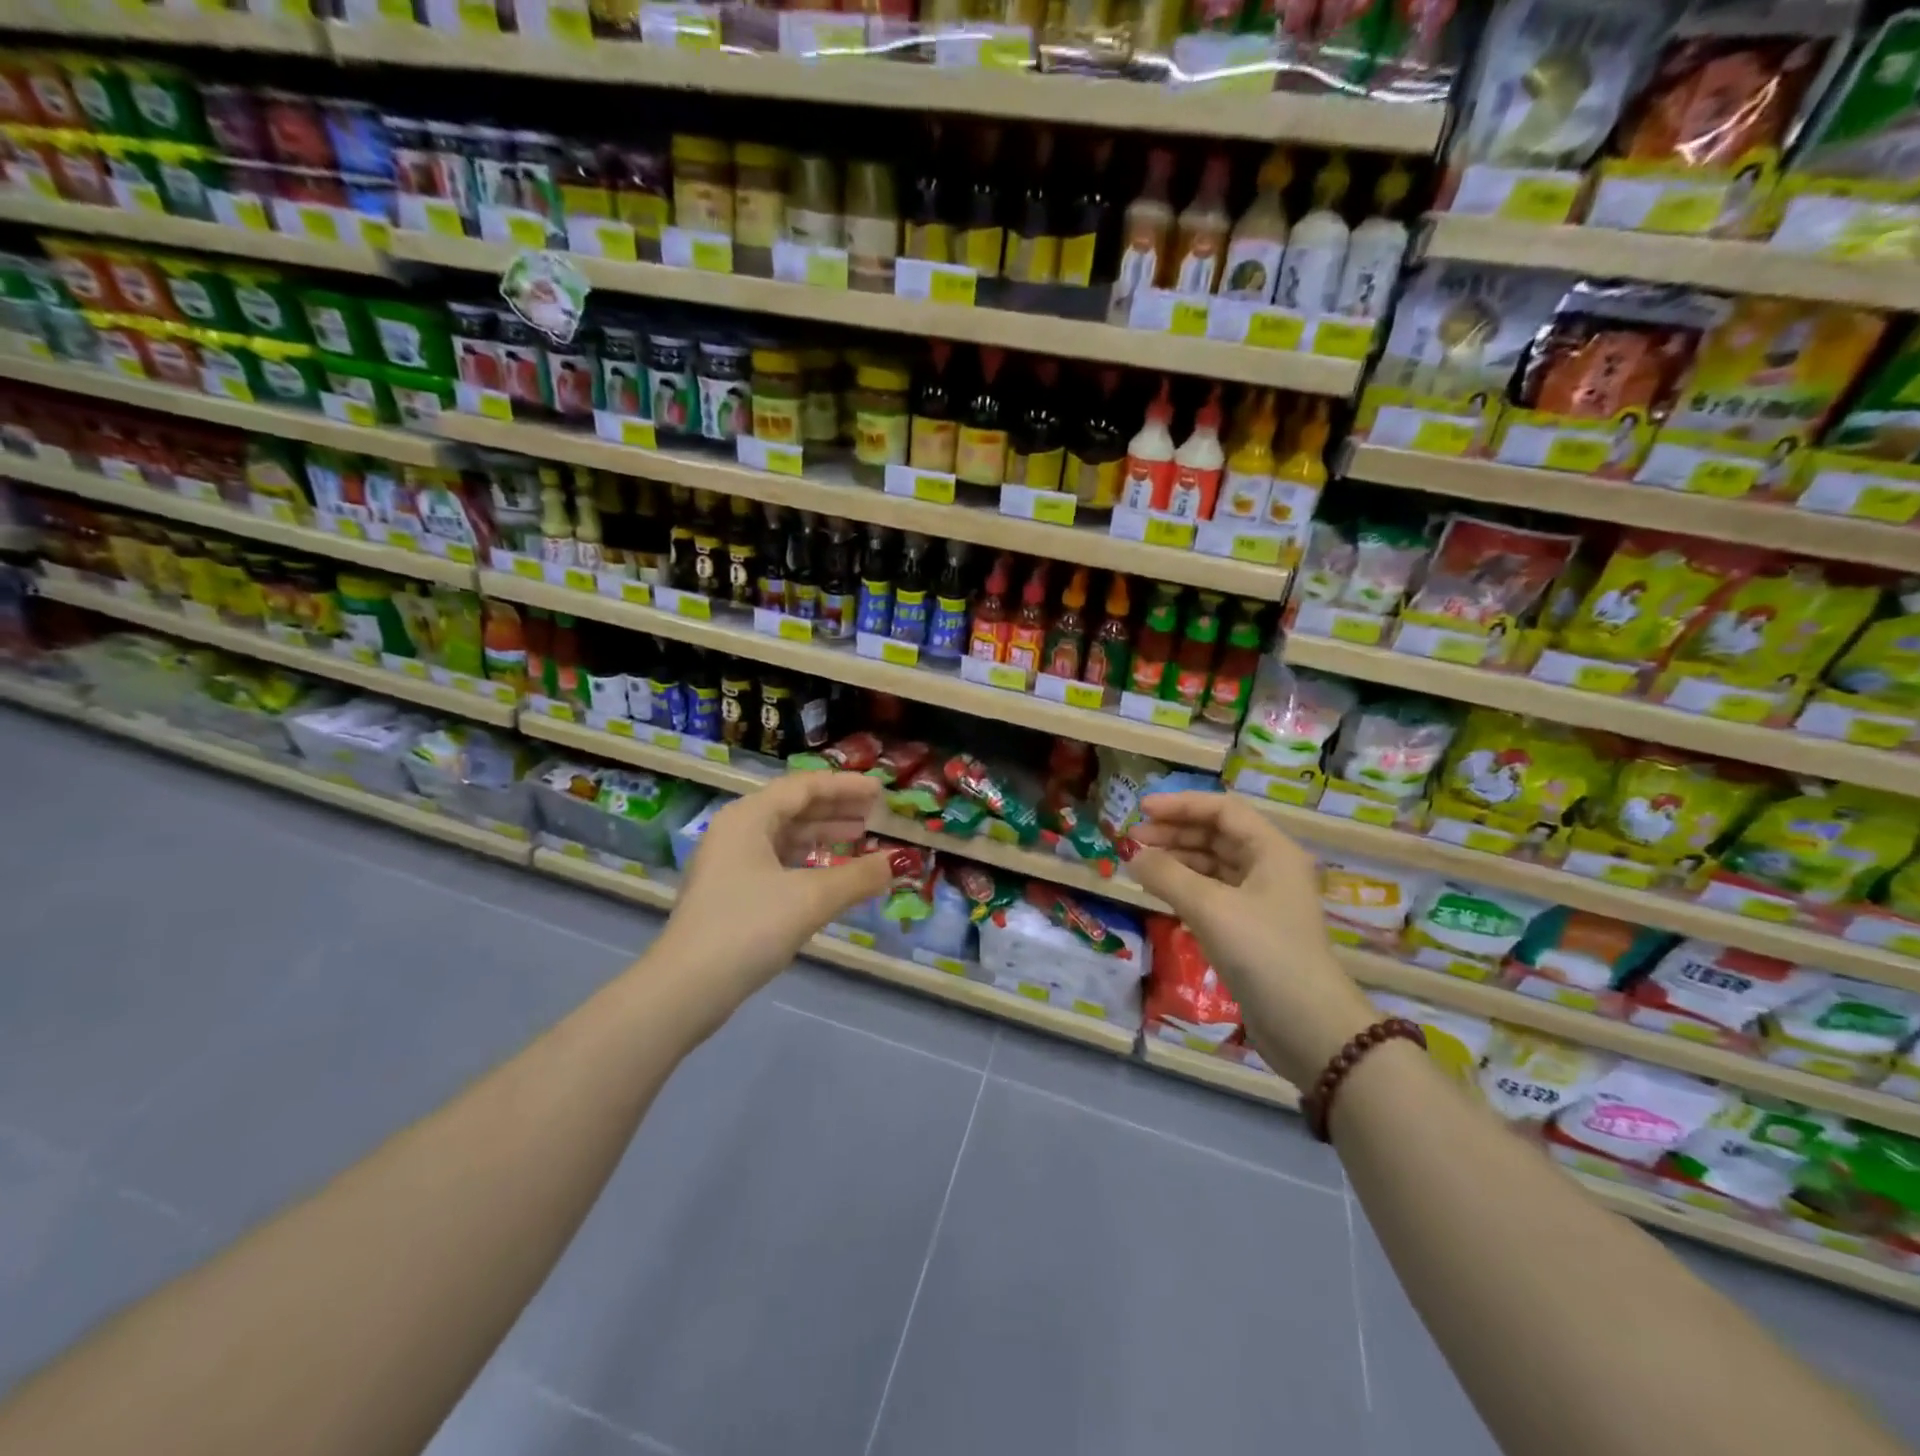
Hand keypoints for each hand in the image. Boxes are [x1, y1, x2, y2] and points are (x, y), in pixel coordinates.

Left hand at [651, 773, 892, 1015]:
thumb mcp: (811, 899)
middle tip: (876, 814)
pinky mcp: (732, 892)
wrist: (686, 988)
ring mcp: (730, 863)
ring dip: (824, 835)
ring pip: (786, 836)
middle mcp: (737, 831)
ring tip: (861, 838)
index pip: (805, 786)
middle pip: (794, 808)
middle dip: (837, 809)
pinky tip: (832, 873)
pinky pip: (778, 862)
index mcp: (749, 817)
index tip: (881, 790)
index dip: (846, 786)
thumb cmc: (749, 927)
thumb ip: (859, 877)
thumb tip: (899, 862)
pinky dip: (808, 861)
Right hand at [1127, 791, 1376, 1086]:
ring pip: (1213, 864)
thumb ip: (1167, 876)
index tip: (1141, 811)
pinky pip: (1213, 893)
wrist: (1308, 1027)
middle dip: (1175, 832)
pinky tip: (1160, 892)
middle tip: (1133, 840)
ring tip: (1140, 865)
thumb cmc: (1263, 954)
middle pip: (1217, 835)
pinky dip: (1185, 887)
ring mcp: (1262, 900)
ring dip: (1177, 859)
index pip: (1223, 810)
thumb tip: (1133, 856)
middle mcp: (1270, 867)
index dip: (1181, 805)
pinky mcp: (1251, 928)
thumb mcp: (1210, 908)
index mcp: (1272, 850)